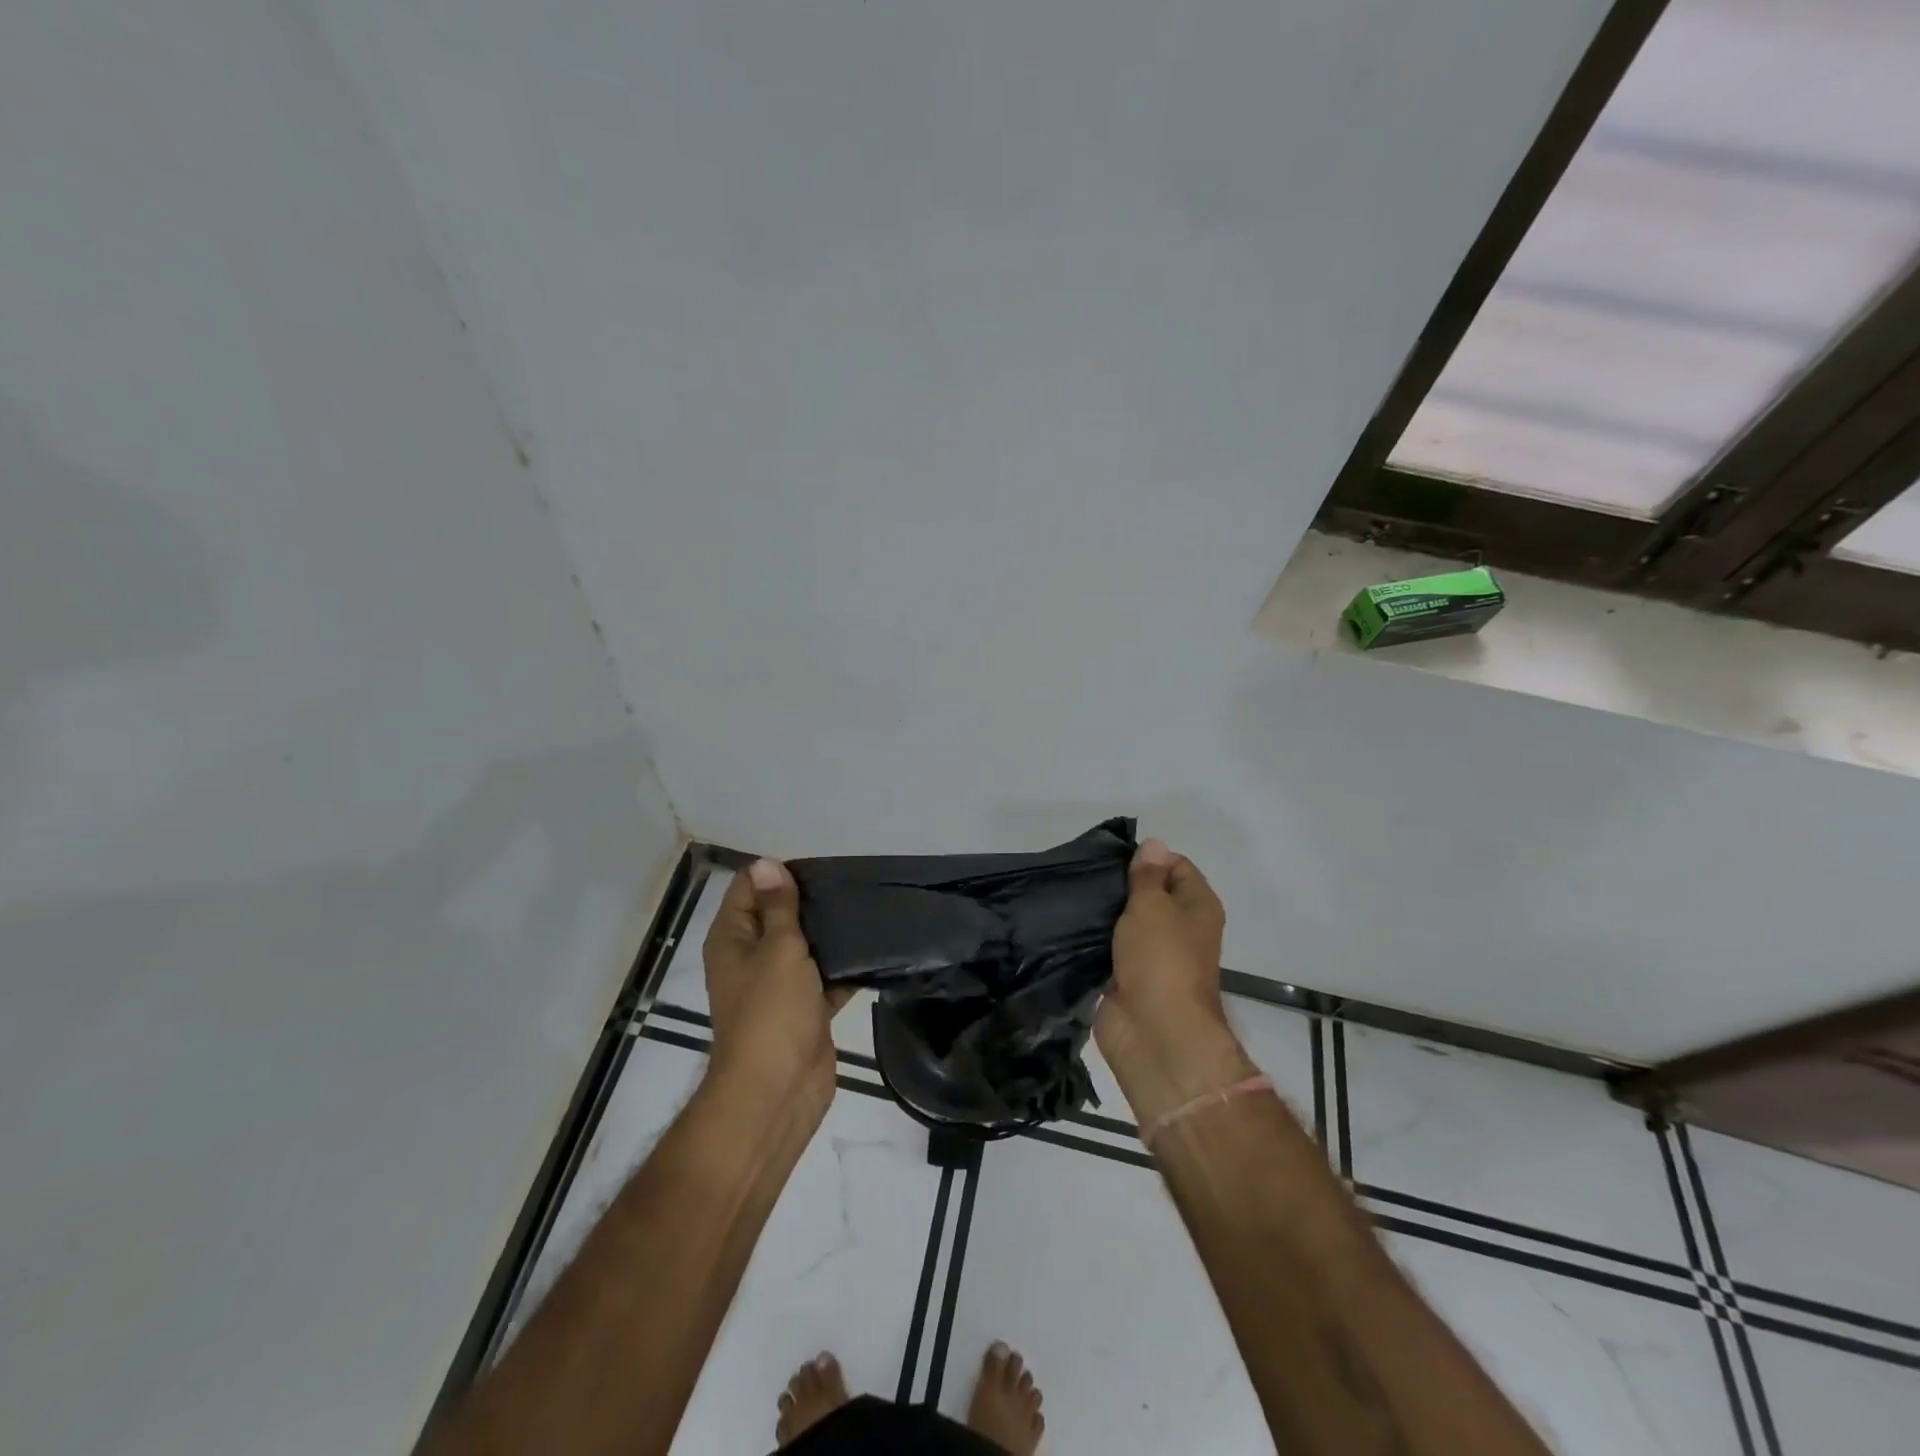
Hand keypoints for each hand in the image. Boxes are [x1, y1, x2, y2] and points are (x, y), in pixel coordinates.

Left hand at [703, 860, 850, 1118]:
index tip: (819, 866)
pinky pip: (826, 977)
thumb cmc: (771, 1012)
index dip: (779, 873)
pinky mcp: (805, 1008)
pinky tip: (875, 948)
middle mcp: (751, 956)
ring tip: (866, 908)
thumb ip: (778, 907)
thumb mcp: (777, 948)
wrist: (778, 1091)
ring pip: (805, 946)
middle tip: (851, 883)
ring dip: (830, 933)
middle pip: (779, 914)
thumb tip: (766, 863)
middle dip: (811, 900)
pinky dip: (845, 967)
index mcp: (733, 938)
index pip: (749, 887)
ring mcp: (778, 984)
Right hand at [1096, 840, 1254, 1121]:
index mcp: (1197, 906)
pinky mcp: (1127, 978)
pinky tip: (1067, 926)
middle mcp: (1180, 928)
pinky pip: (1109, 949)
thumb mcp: (1152, 906)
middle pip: (1149, 894)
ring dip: (1103, 914)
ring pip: (1126, 923)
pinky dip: (1093, 941)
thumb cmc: (1161, 960)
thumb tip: (1153, 843)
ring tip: (1071, 896)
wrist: (1154, 1034)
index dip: (1148, 859)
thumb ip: (1147, 875)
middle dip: (1120, 885)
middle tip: (1085, 874)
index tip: (1112, 859)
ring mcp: (1153, 956)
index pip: (1176, 866)